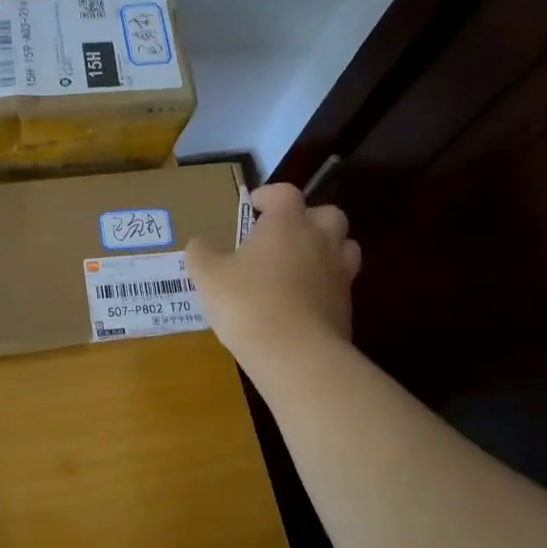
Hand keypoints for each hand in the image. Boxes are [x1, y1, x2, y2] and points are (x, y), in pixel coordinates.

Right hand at [187, 184, 360, 368]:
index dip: (270, 195)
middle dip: (308, 218)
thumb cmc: (247, 303)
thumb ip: (201, 254)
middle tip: (283, 234)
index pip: (286, 192)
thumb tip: (199, 245)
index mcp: (287, 224)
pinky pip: (340, 284)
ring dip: (326, 248)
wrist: (296, 354)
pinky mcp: (347, 306)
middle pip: (328, 214)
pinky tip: (301, 301)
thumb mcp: (208, 277)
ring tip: (299, 264)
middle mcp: (319, 240)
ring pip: (345, 247)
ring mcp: (339, 273)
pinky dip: (325, 285)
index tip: (254, 206)